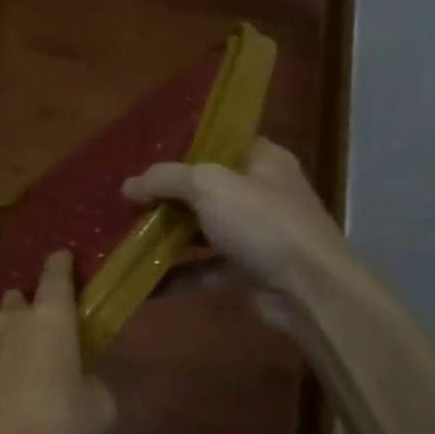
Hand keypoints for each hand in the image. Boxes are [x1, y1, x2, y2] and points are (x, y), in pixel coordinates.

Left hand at [0, 250, 116, 433]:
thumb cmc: (50, 417)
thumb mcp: (97, 410)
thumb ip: (95, 387)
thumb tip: (85, 382)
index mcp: (50, 317)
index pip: (56, 275)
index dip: (61, 263)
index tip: (63, 255)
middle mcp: (13, 318)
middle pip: (21, 297)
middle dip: (32, 306)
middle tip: (47, 328)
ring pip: (0, 322)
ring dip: (12, 332)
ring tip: (26, 358)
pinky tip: (6, 382)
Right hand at [122, 137, 350, 311]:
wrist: (310, 290)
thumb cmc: (263, 223)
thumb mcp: (208, 186)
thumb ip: (165, 179)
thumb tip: (128, 185)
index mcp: (263, 161)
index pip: (221, 143)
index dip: (184, 146)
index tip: (146, 154)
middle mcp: (262, 193)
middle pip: (205, 188)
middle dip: (166, 195)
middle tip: (127, 196)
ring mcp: (257, 233)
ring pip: (202, 229)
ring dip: (167, 235)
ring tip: (125, 234)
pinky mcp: (248, 269)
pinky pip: (203, 268)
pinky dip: (176, 274)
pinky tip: (142, 280)